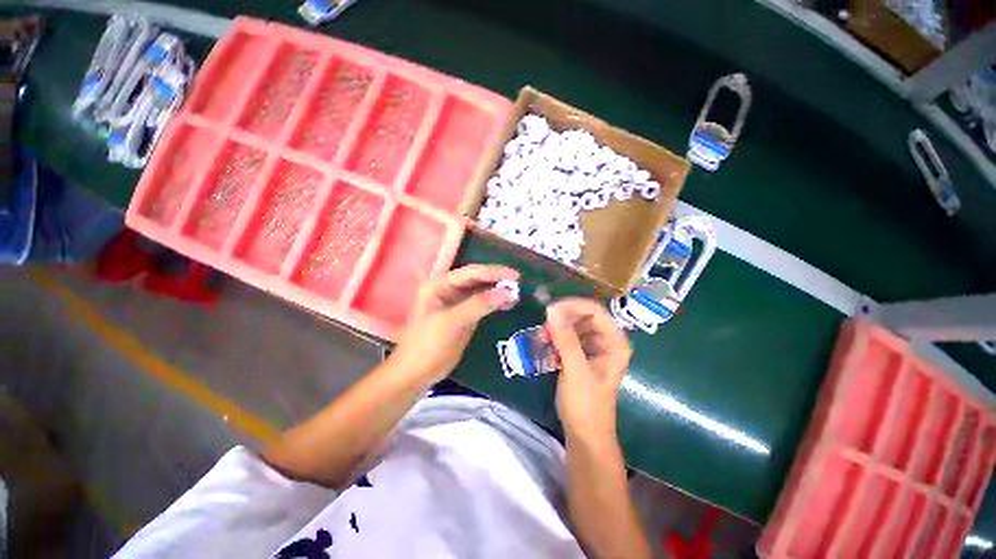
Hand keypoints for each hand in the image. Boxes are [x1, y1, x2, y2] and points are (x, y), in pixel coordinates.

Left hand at [392, 264, 519, 383]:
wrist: (417, 373)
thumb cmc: (428, 345)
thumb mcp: (453, 322)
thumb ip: (479, 304)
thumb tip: (508, 293)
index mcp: (440, 284)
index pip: (471, 272)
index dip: (494, 272)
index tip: (516, 276)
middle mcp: (448, 288)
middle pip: (477, 279)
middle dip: (498, 280)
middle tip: (520, 284)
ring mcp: (456, 302)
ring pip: (481, 291)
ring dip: (498, 291)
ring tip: (517, 294)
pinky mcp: (464, 315)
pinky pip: (482, 304)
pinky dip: (495, 303)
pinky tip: (508, 305)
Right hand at [546, 298, 631, 439]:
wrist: (584, 434)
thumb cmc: (586, 405)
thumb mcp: (576, 370)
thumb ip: (566, 340)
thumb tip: (551, 310)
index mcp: (614, 342)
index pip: (595, 311)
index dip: (572, 306)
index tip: (550, 311)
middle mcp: (606, 340)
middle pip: (583, 316)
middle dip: (562, 319)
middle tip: (543, 327)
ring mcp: (593, 347)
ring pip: (573, 325)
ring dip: (557, 329)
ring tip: (543, 338)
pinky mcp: (581, 354)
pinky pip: (567, 337)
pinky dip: (556, 339)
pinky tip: (546, 347)